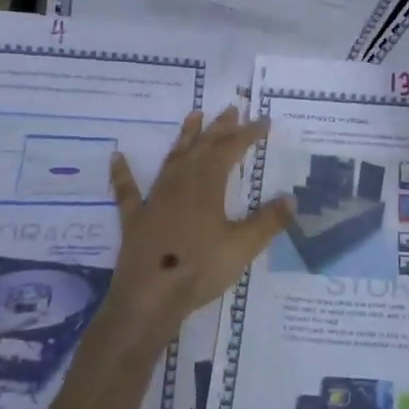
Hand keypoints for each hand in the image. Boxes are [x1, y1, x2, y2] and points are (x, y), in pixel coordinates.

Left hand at [95, 107, 290, 356]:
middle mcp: (181, 183)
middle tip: (232, 109)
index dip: (248, 134)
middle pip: (202, 147)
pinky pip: (127, 191)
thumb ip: (268, 222)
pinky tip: (116, 157)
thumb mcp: (243, 247)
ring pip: (172, 159)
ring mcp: (155, 199)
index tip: (264, 121)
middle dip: (219, 128)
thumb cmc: (199, 269)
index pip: (231, 149)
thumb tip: (292, 198)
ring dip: (185, 136)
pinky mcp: (135, 219)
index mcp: (207, 185)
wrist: (149, 298)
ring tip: (194, 115)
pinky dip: (122, 173)